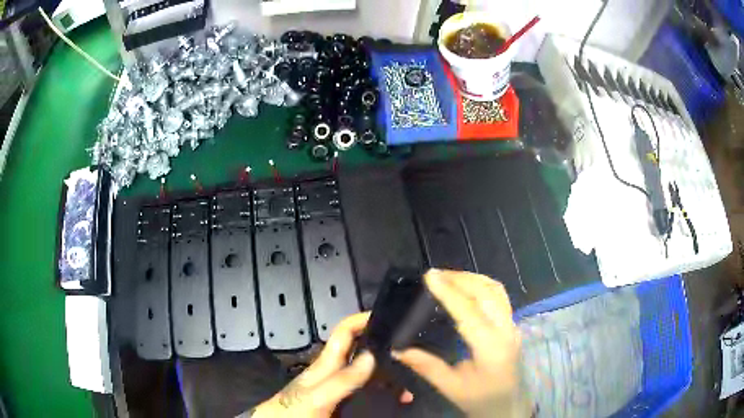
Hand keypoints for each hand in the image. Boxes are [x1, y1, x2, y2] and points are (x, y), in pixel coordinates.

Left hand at [250, 312, 411, 417]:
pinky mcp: (345, 402)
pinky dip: (386, 394)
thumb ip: (342, 379)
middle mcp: (337, 372)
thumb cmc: (293, 411)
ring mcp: (341, 389)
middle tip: (414, 360)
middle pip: (364, 352)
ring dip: (390, 378)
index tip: (389, 317)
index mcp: (327, 363)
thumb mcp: (316, 396)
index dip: (363, 319)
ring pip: (371, 375)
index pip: (345, 331)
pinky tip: (398, 401)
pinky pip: (370, 393)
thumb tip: (373, 355)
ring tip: (410, 389)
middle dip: (387, 352)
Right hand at [393, 269, 532, 417]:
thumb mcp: (451, 387)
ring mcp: (513, 325)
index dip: (448, 292)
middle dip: (460, 278)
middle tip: (434, 274)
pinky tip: (467, 287)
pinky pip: (500, 296)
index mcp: (491, 347)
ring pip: (496, 290)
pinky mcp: (513, 325)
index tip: (429, 276)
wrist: (508, 406)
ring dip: (472, 278)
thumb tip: (397, 349)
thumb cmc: (480, 399)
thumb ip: (426, 366)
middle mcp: (506, 330)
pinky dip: (482, 285)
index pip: (469, 312)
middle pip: (486, 293)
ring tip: (448, 277)